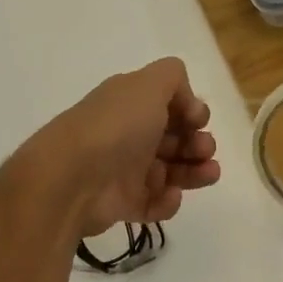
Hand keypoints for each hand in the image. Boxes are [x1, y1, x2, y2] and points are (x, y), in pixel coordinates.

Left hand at [36, 58, 220, 238]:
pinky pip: (155, 203)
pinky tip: (170, 195)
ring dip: (195, 172)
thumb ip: (174, 77)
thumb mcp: (148, 84)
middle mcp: (129, 134)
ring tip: (209, 174)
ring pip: (171, 172)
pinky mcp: (124, 204)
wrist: (73, 178)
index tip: (197, 120)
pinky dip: (168, 201)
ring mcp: (126, 171)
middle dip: (198, 143)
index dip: (191, 112)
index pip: (170, 105)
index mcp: (132, 103)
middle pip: (174, 139)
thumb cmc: (116, 126)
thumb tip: (188, 105)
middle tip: (204, 149)